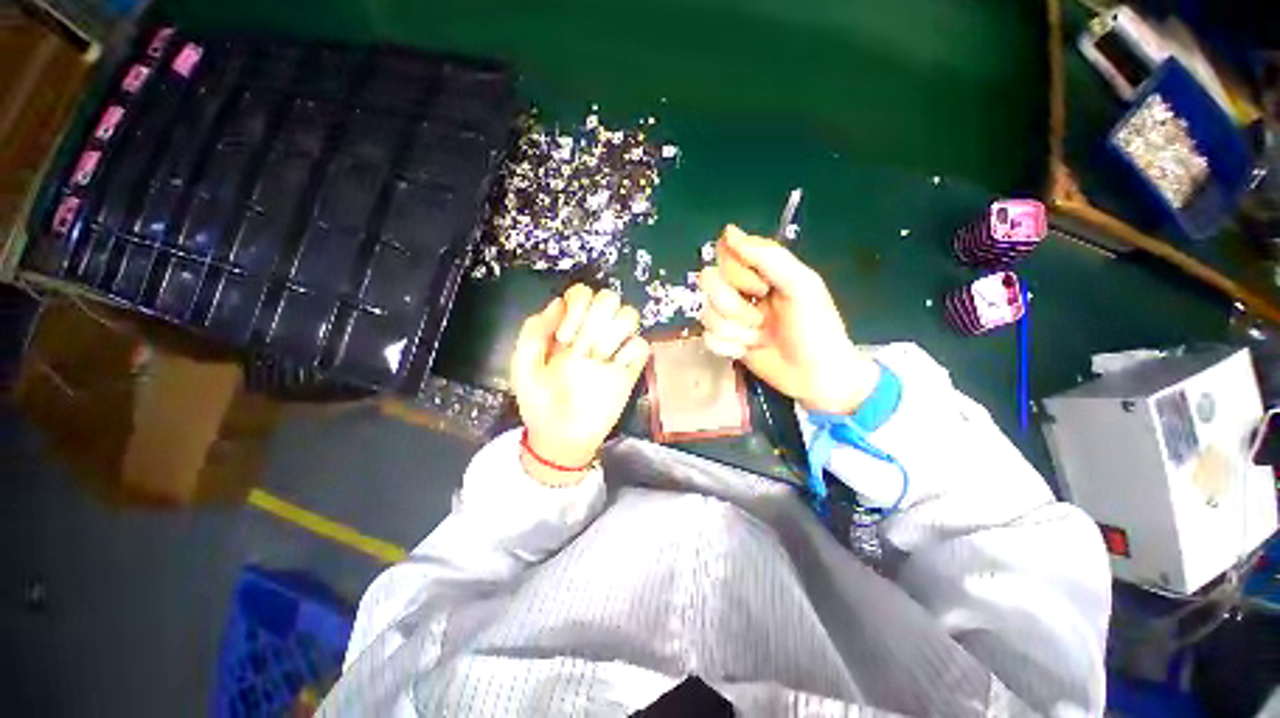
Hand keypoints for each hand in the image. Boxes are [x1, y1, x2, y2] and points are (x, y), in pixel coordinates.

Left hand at [511, 285, 650, 484]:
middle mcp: (592, 334)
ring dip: (614, 331)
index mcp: (567, 329)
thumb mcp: (523, 367)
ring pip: (629, 315)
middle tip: (583, 347)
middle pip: (609, 298)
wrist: (559, 438)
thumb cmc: (538, 402)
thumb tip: (558, 303)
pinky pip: (642, 345)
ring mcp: (613, 351)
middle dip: (596, 316)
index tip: (565, 336)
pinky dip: (631, 351)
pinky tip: (615, 368)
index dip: (577, 305)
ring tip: (598, 358)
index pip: (581, 293)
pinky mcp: (629, 370)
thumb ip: (534, 332)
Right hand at [697, 225, 878, 414]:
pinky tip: (748, 351)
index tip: (762, 287)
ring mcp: (731, 318)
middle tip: (762, 318)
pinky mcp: (725, 341)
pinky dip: (730, 347)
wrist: (817, 376)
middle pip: (708, 283)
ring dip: (736, 330)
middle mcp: (741, 291)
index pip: (725, 255)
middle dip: (735, 306)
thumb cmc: (816, 328)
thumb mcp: (801, 285)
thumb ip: (768, 256)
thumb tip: (728, 231)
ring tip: (759, 338)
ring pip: (707, 314)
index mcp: (761, 272)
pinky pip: (708, 338)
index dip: (737, 272)